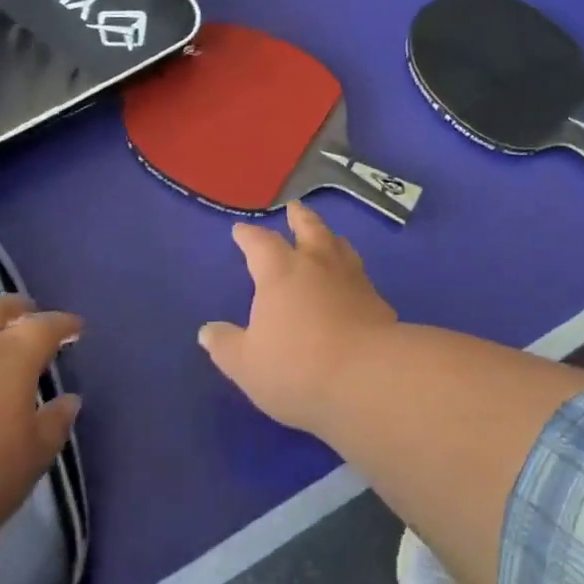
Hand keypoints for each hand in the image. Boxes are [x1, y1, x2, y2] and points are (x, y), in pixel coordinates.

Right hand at [199, 201, 398, 433]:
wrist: (367, 376)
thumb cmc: (297, 367)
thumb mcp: (247, 364)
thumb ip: (226, 344)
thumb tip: (207, 330)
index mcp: (280, 272)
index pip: (260, 243)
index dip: (248, 235)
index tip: (241, 230)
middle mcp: (317, 264)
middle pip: (309, 228)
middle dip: (298, 217)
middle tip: (294, 207)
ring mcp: (352, 278)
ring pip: (339, 245)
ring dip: (328, 236)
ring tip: (326, 236)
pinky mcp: (376, 299)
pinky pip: (359, 273)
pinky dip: (350, 269)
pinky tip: (351, 280)